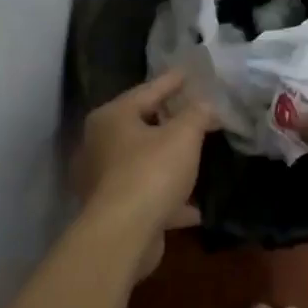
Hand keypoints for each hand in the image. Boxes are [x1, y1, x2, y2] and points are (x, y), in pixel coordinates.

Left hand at [74, 69, 217, 281]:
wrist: (124, 234)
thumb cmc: (151, 172)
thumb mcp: (183, 135)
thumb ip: (197, 114)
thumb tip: (207, 104)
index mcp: (112, 118)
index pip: (147, 91)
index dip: (172, 81)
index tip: (190, 73)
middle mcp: (101, 145)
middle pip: (142, 126)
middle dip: (170, 121)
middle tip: (196, 113)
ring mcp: (105, 180)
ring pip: (145, 163)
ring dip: (170, 162)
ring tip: (197, 157)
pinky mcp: (116, 210)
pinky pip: (149, 196)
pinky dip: (171, 199)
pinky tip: (196, 208)